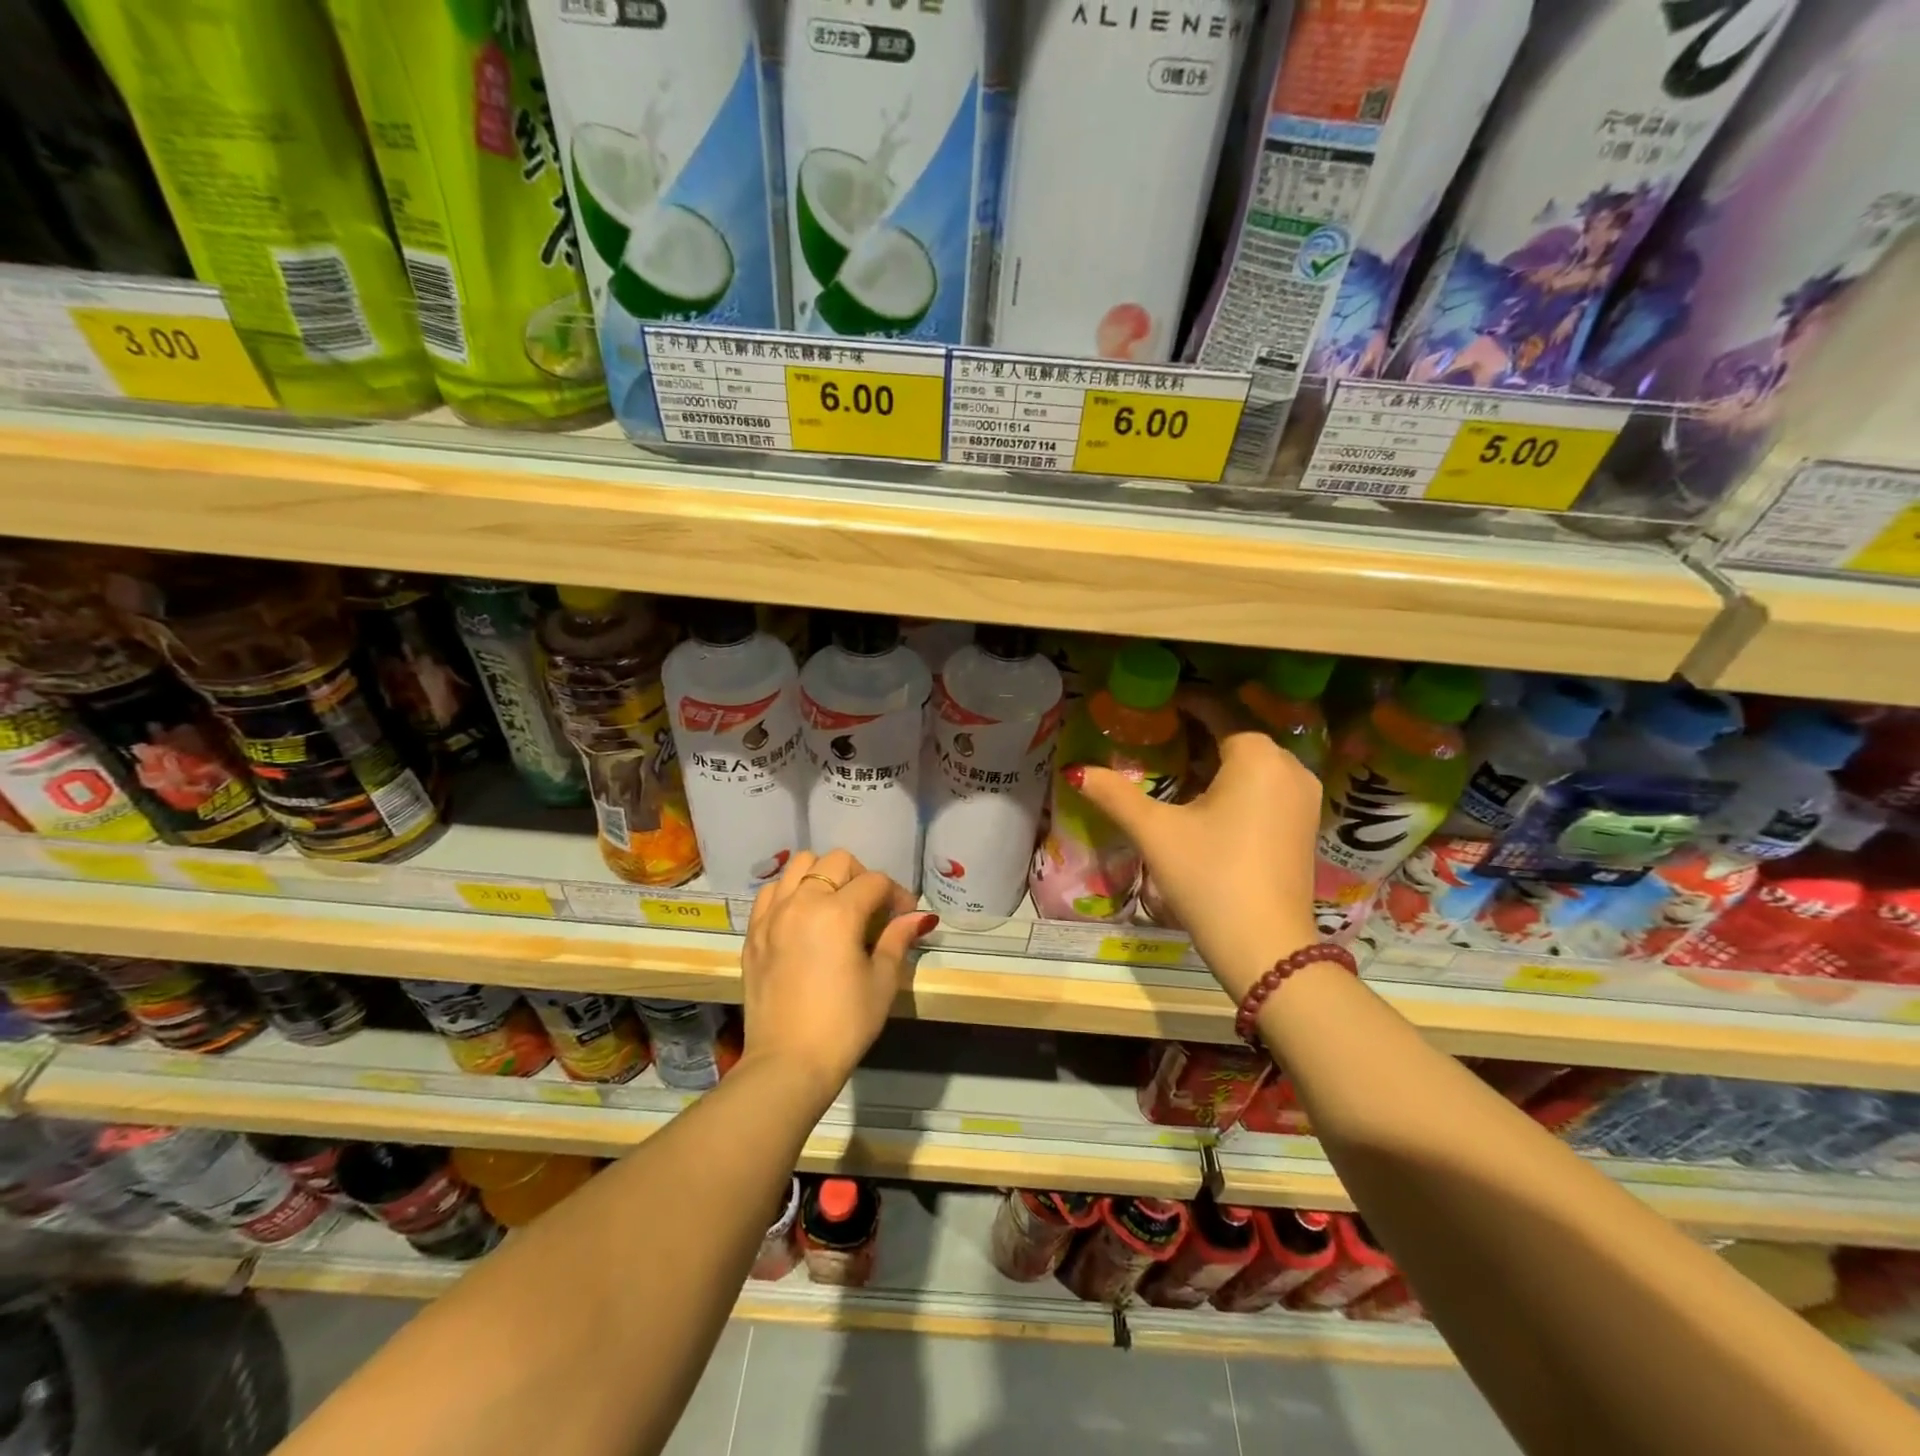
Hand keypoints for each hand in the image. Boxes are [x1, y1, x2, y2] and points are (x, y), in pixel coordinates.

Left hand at [740, 849, 936, 1105]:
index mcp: (838, 912)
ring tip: (834, 903)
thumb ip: (897, 940)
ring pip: (798, 865)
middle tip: (871, 907)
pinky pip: (772, 892)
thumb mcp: (882, 982)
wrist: (788, 1064)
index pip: (875, 881)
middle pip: (836, 861)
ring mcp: (772, 915)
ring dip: (822, 875)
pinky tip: (802, 916)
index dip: (896, 894)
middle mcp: (802, 902)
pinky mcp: (754, 933)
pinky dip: (791, 892)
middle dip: (861, 875)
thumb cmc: (844, 1025)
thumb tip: (918, 917)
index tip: (905, 914)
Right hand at [1070, 691, 1322, 998]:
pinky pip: (1267, 786)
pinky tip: (1207, 801)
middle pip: (1236, 734)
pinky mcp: (1304, 824)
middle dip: (1197, 731)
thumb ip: (1115, 794)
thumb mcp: (1156, 832)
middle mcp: (1289, 766)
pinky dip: (1237, 783)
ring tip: (1174, 766)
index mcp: (1256, 755)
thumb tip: (1075, 771)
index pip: (1216, 710)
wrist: (1266, 948)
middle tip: (1156, 735)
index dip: (1183, 702)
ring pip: (1253, 762)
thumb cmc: (1210, 877)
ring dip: (1217, 759)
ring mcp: (1303, 797)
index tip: (1153, 703)